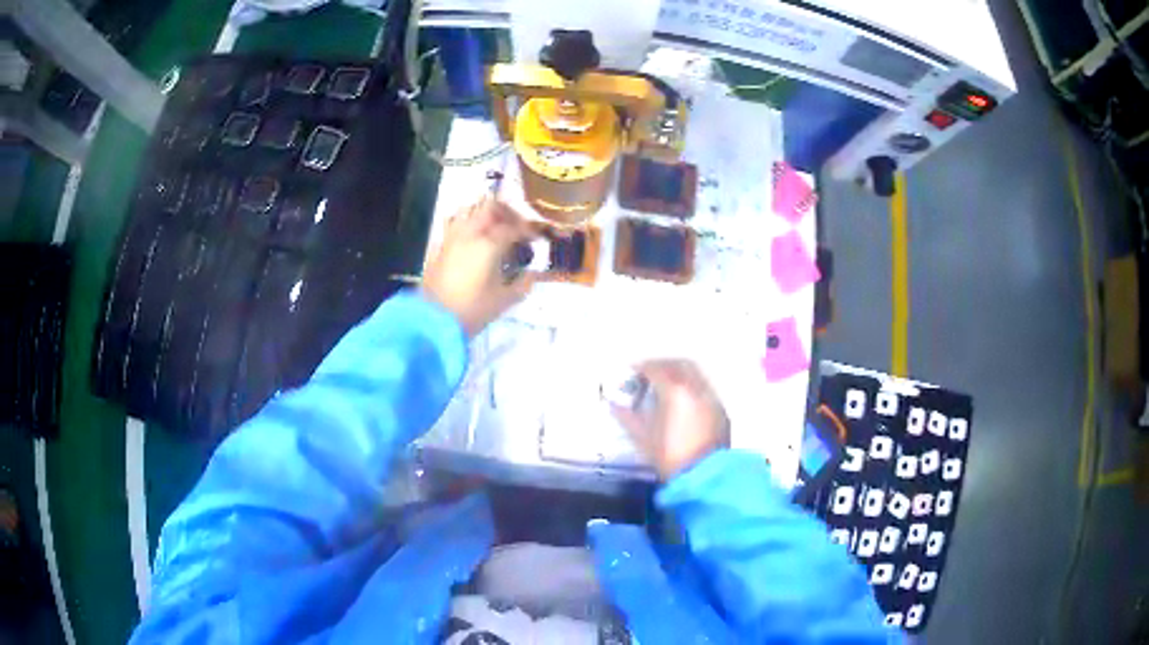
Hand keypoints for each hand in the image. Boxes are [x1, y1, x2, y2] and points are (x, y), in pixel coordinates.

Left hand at [422, 197, 536, 336]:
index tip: (537, 238)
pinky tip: (473, 240)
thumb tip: (533, 274)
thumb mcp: (504, 300)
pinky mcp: (439, 247)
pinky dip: (467, 225)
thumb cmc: (473, 310)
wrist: (434, 321)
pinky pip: (454, 224)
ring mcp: (451, 237)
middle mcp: (470, 233)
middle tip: (517, 227)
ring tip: (495, 230)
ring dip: (485, 215)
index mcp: (489, 244)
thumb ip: (523, 284)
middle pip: (490, 207)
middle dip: (507, 213)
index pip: (514, 227)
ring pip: (469, 211)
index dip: (528, 231)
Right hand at [612, 360, 730, 479]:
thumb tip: (614, 405)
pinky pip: (704, 388)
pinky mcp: (720, 410)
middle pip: (679, 364)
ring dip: (679, 373)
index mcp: (675, 391)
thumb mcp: (643, 439)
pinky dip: (691, 387)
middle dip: (662, 365)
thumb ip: (627, 418)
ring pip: (695, 374)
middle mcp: (696, 388)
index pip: (656, 368)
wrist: (705, 476)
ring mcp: (711, 397)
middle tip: (649, 373)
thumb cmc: (671, 457)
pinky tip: (683, 401)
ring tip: (665, 386)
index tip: (631, 371)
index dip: (641, 367)